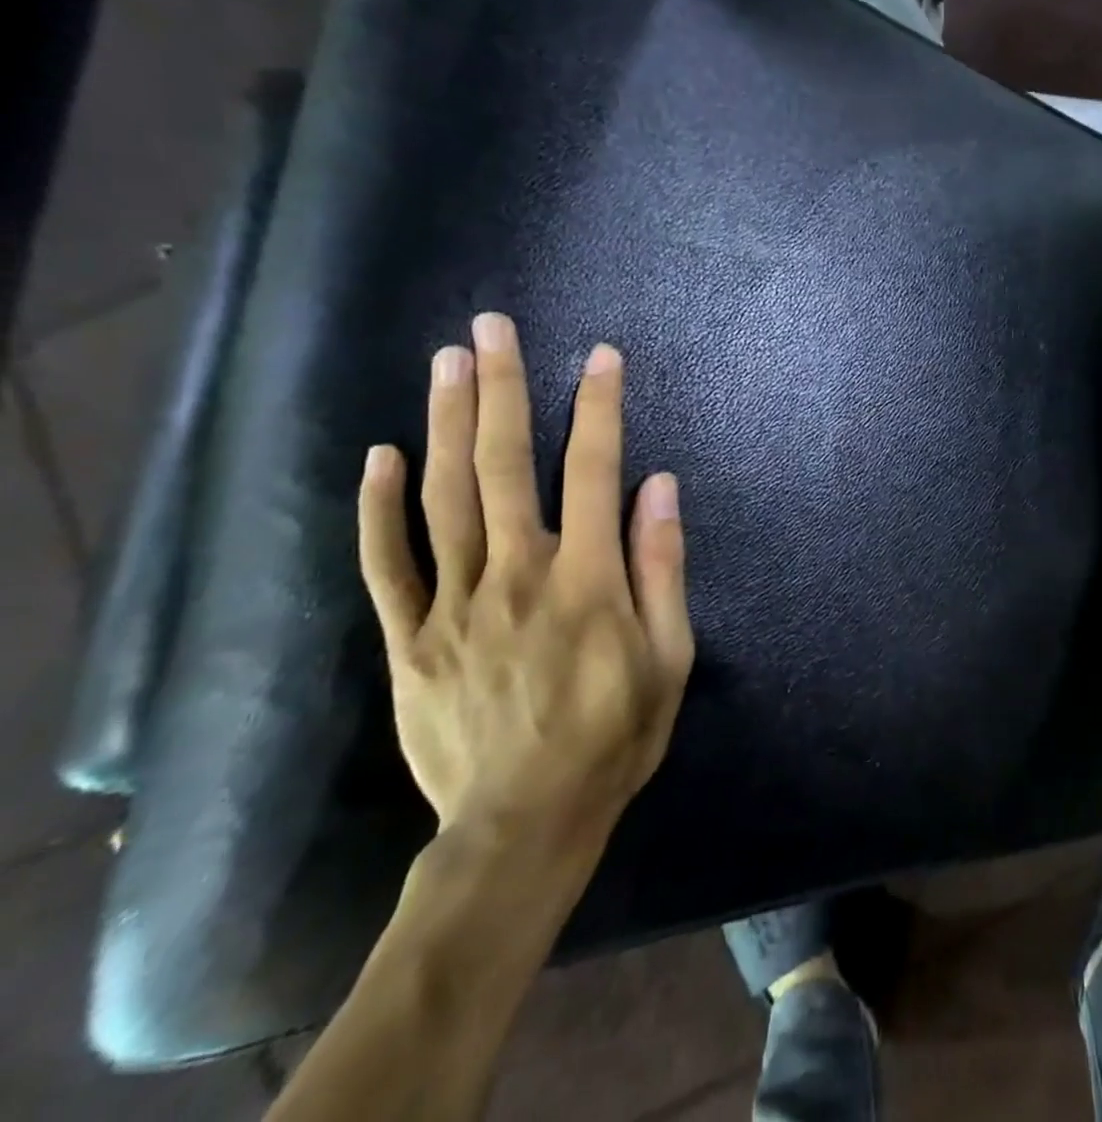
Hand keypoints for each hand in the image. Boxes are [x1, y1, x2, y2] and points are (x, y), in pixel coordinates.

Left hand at [357, 312, 694, 852]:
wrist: (523, 823)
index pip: (596, 471)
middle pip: (505, 464)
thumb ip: (663, 566)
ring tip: (447, 362)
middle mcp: (518, 572)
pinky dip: (379, 506)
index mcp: (588, 578)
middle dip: (503, 389)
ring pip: (445, 496)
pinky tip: (381, 455)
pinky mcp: (410, 637)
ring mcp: (454, 602)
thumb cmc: (615, 736)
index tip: (601, 356)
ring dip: (447, 423)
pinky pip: (387, 562)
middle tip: (492, 328)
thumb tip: (661, 486)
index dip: (600, 408)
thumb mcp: (671, 656)